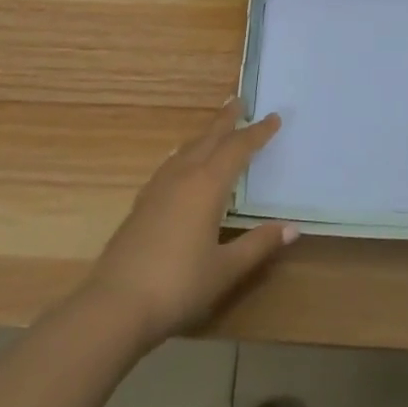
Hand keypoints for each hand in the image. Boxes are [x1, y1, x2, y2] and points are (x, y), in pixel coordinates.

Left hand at [80, 101, 296, 350]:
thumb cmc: (178, 285)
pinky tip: (180, 163)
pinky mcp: (142, 203)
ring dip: (204, 135)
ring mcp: (158, 188)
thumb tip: (292, 228)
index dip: (257, 133)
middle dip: (226, 120)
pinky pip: (170, 164)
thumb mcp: (225, 269)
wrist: (115, 305)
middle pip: (209, 138)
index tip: (273, 118)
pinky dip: (185, 154)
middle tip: (239, 101)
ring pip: (187, 149)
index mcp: (207, 185)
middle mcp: (183, 176)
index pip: (238, 149)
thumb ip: (258, 245)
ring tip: (214, 129)